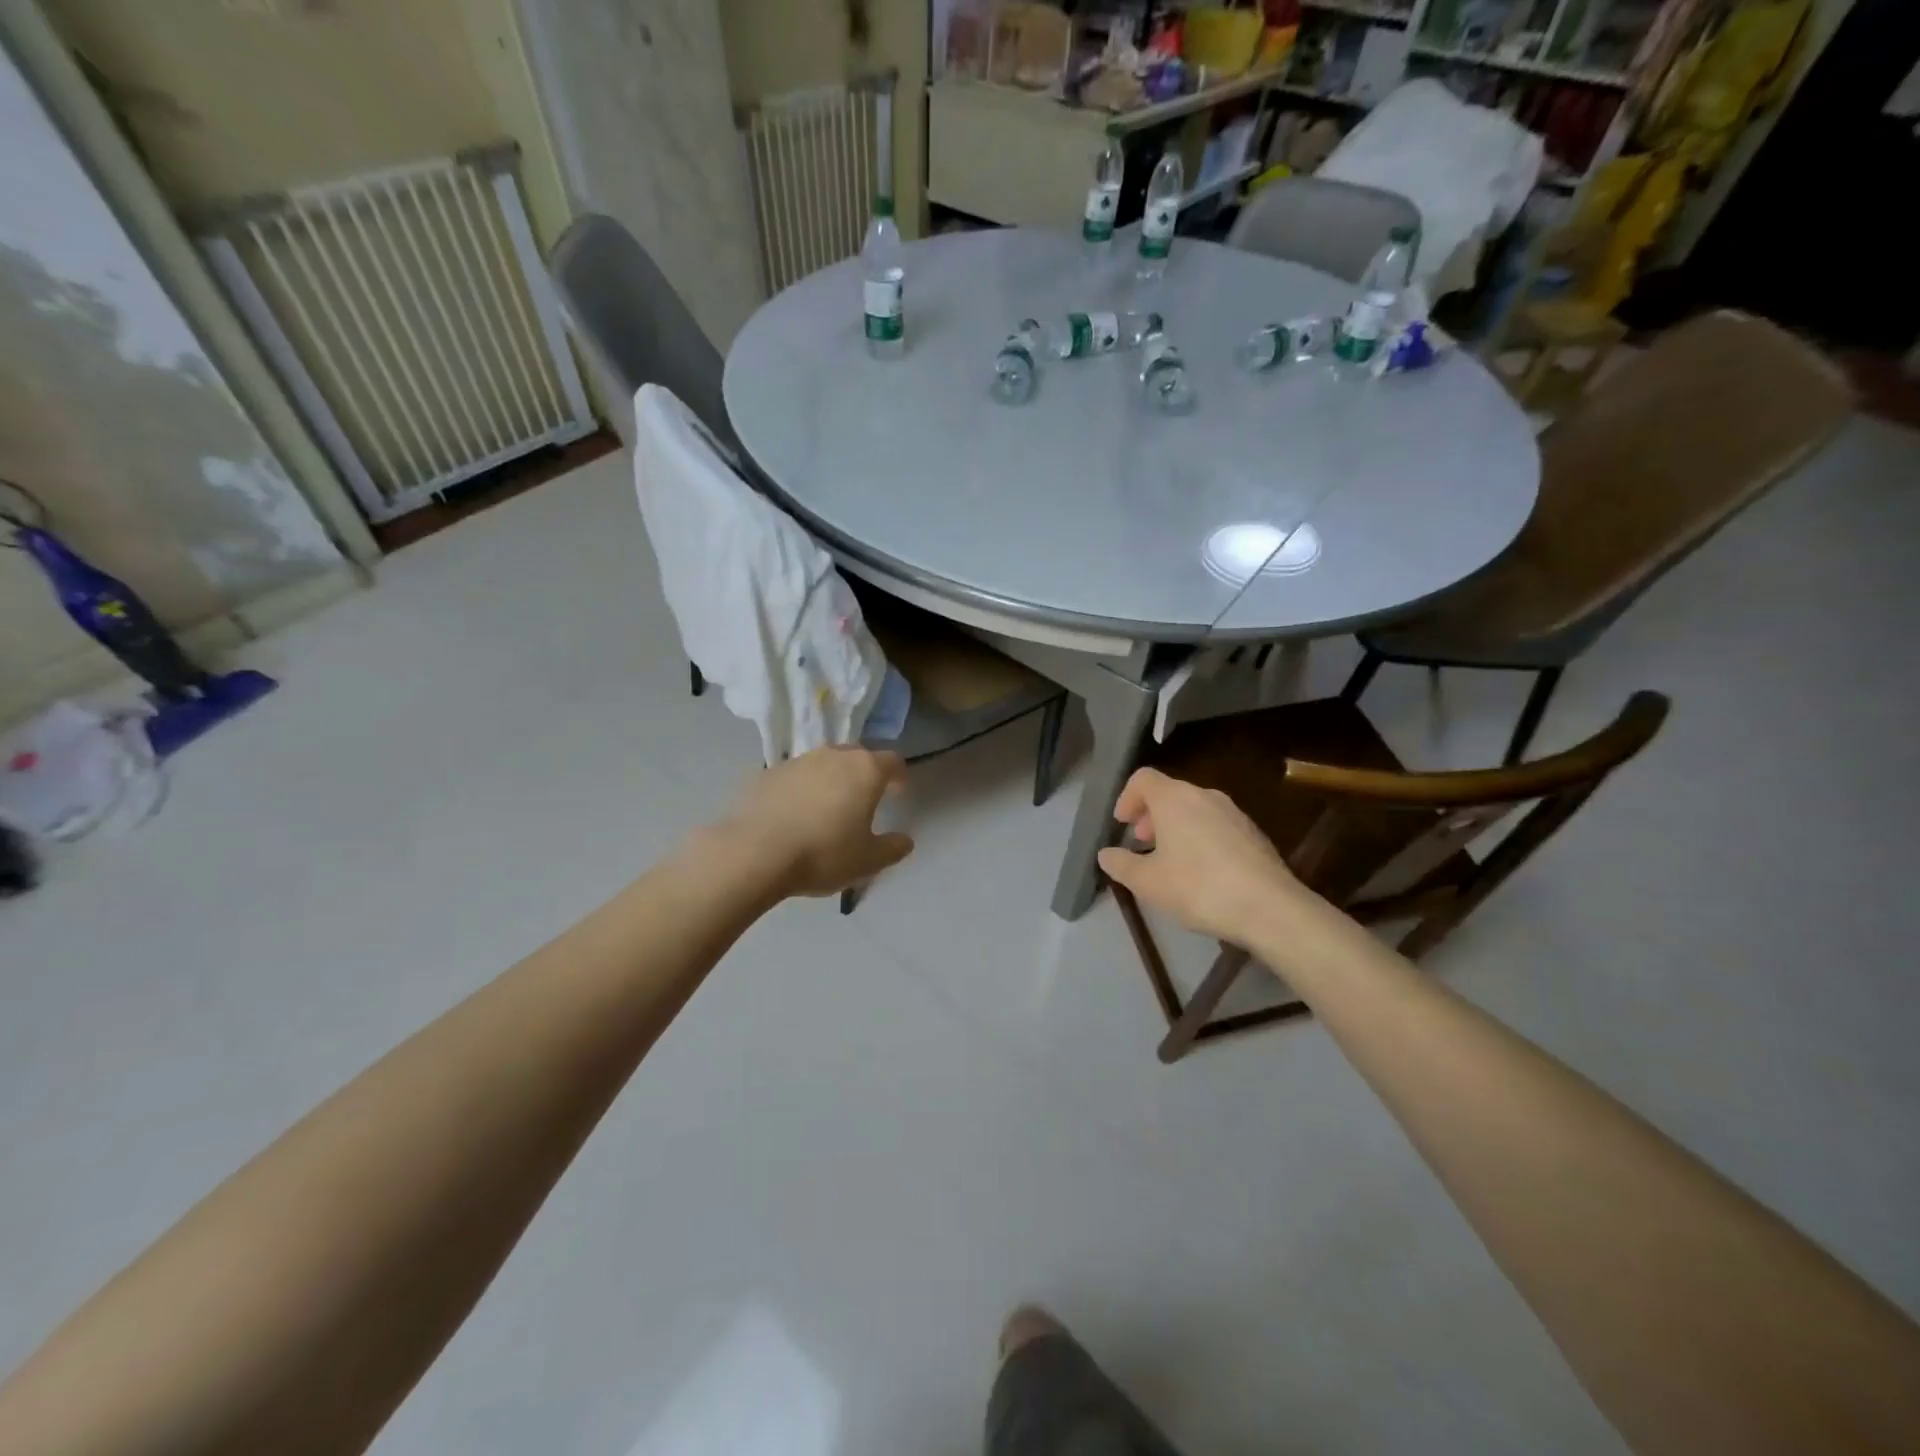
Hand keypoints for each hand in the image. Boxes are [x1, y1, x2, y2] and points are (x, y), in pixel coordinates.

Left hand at [716, 746, 913, 898]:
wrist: (754, 853)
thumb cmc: (823, 854)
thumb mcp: (868, 861)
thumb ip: (892, 848)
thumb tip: (905, 840)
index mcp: (865, 771)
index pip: (892, 761)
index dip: (899, 776)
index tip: (899, 791)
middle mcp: (833, 756)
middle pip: (857, 756)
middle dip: (865, 773)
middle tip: (865, 798)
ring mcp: (797, 761)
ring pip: (823, 763)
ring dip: (831, 779)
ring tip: (827, 808)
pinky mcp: (766, 773)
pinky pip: (794, 777)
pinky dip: (801, 789)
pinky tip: (794, 815)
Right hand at [1096, 768, 1314, 944]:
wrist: (1270, 908)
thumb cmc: (1198, 887)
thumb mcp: (1147, 882)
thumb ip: (1120, 864)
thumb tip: (1106, 854)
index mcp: (1175, 798)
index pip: (1143, 778)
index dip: (1126, 798)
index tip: (1121, 825)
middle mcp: (1205, 796)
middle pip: (1169, 793)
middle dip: (1150, 815)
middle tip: (1141, 843)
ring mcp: (1234, 813)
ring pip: (1194, 809)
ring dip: (1175, 828)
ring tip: (1170, 861)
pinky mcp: (1254, 834)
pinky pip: (1216, 826)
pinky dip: (1200, 838)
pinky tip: (1202, 873)